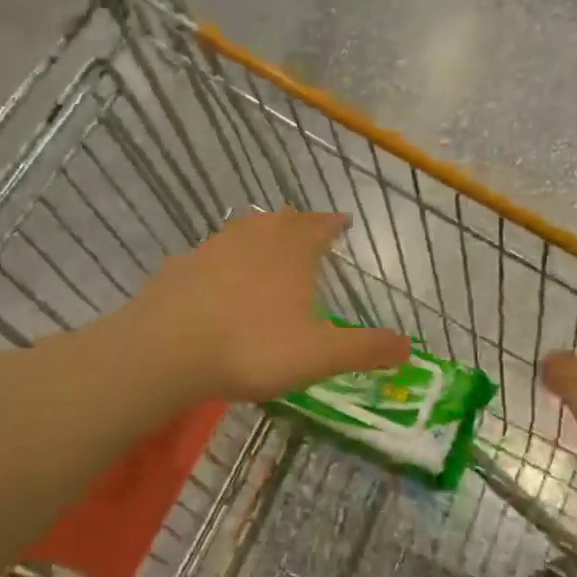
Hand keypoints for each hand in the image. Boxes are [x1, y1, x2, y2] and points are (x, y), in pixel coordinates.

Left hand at [129, 210, 412, 402]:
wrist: (167, 349)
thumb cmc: (252, 347)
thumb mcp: (319, 355)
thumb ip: (364, 349)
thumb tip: (409, 346)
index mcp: (292, 251)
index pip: (319, 227)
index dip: (332, 224)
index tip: (342, 222)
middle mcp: (254, 238)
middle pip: (281, 221)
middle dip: (298, 224)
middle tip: (308, 230)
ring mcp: (212, 248)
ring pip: (243, 231)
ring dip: (260, 235)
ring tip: (267, 246)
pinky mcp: (180, 267)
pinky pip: (209, 255)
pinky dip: (222, 260)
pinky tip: (217, 277)